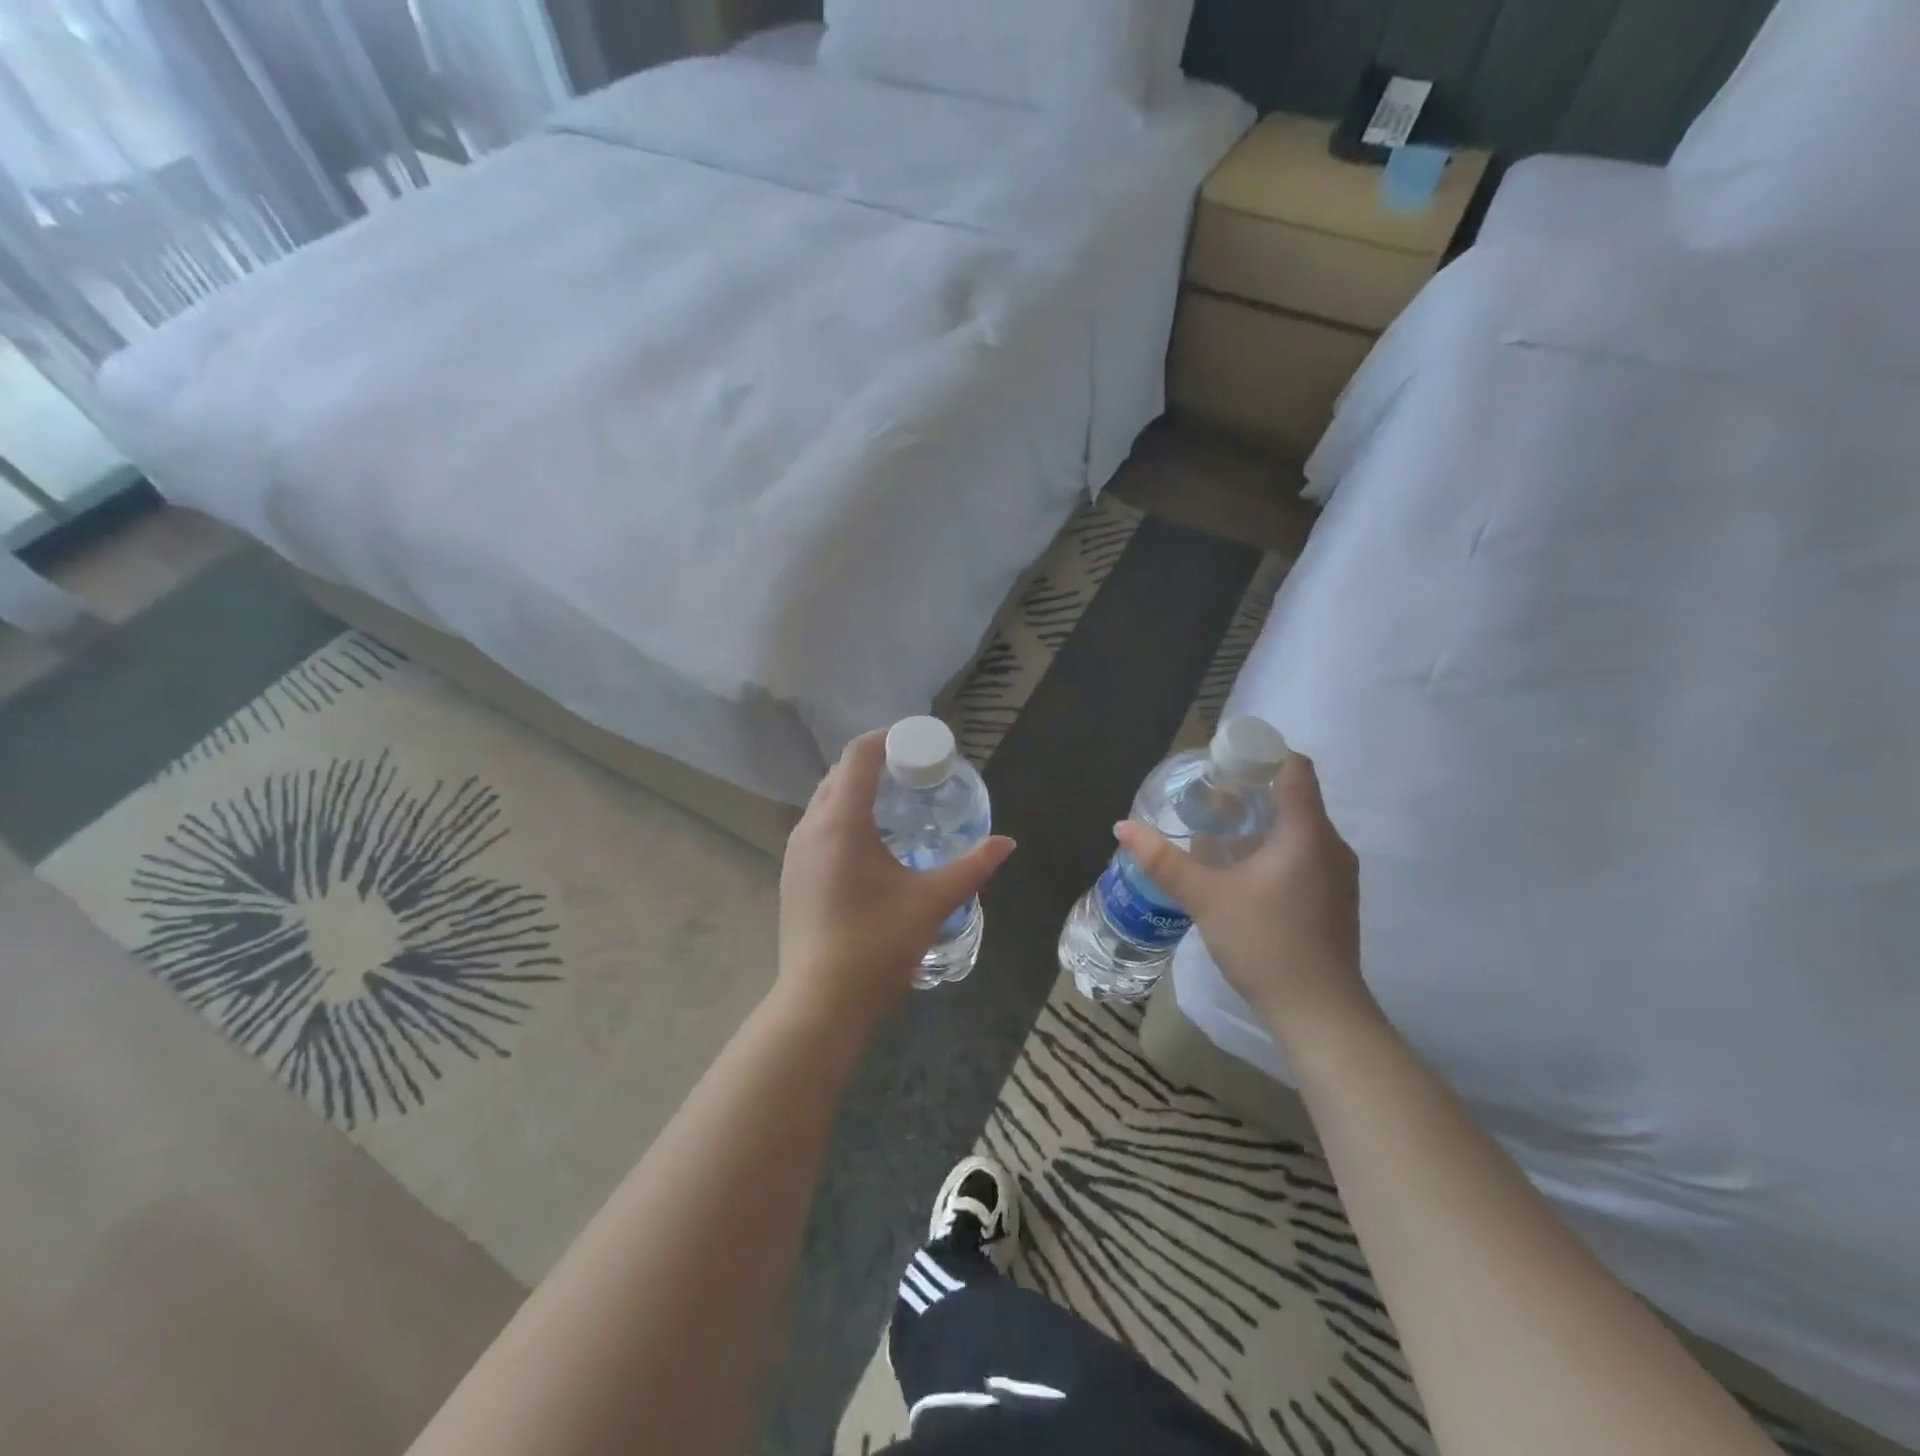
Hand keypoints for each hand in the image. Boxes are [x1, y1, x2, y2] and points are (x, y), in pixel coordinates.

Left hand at [778, 730, 1015, 1029]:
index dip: (888, 739)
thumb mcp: (932, 902)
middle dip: (876, 763)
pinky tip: (871, 844)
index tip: (919, 743)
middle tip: (915, 774)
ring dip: (857, 791)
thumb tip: (1007, 843)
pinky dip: (844, 817)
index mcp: (841, 823)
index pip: (858, 756)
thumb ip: (972, 867)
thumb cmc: (877, 946)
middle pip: (840, 774)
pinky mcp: (792, 875)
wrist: (820, 1005)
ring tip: (897, 804)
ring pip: (825, 800)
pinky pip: (818, 826)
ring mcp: (795, 853)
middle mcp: (810, 828)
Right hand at [1115, 752, 1371, 1044]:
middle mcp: (1331, 844)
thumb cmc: (1265, 943)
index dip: (1259, 754)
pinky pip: (1303, 853)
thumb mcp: (1205, 898)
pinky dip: (1272, 848)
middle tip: (1205, 799)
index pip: (1293, 767)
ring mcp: (1338, 874)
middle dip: (1249, 790)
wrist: (1320, 1014)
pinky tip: (1240, 872)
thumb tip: (1122, 826)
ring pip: (1298, 828)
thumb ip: (1163, 860)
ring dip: (1259, 822)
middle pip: (1293, 795)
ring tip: (1216, 833)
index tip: (1221, 764)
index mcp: (1307, 832)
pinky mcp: (1334, 899)